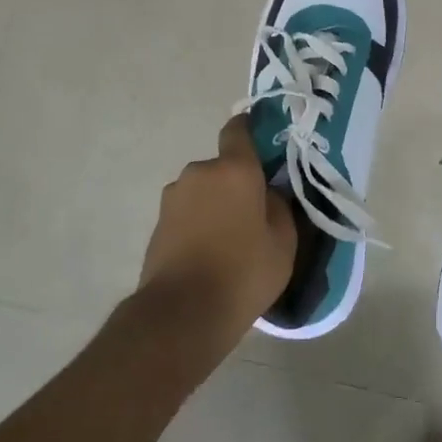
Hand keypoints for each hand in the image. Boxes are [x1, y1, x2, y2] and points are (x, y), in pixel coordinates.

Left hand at [138, 113, 296, 345]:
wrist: (182, 313)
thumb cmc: (243, 272)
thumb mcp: (283, 243)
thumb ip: (280, 207)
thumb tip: (270, 193)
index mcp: (234, 169)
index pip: (239, 129)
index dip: (250, 130)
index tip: (264, 143)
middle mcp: (200, 172)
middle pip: (223, 167)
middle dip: (237, 183)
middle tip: (253, 214)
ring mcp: (174, 196)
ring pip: (203, 190)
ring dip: (215, 204)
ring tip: (229, 240)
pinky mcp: (158, 222)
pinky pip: (187, 212)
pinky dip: (198, 223)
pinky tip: (208, 254)